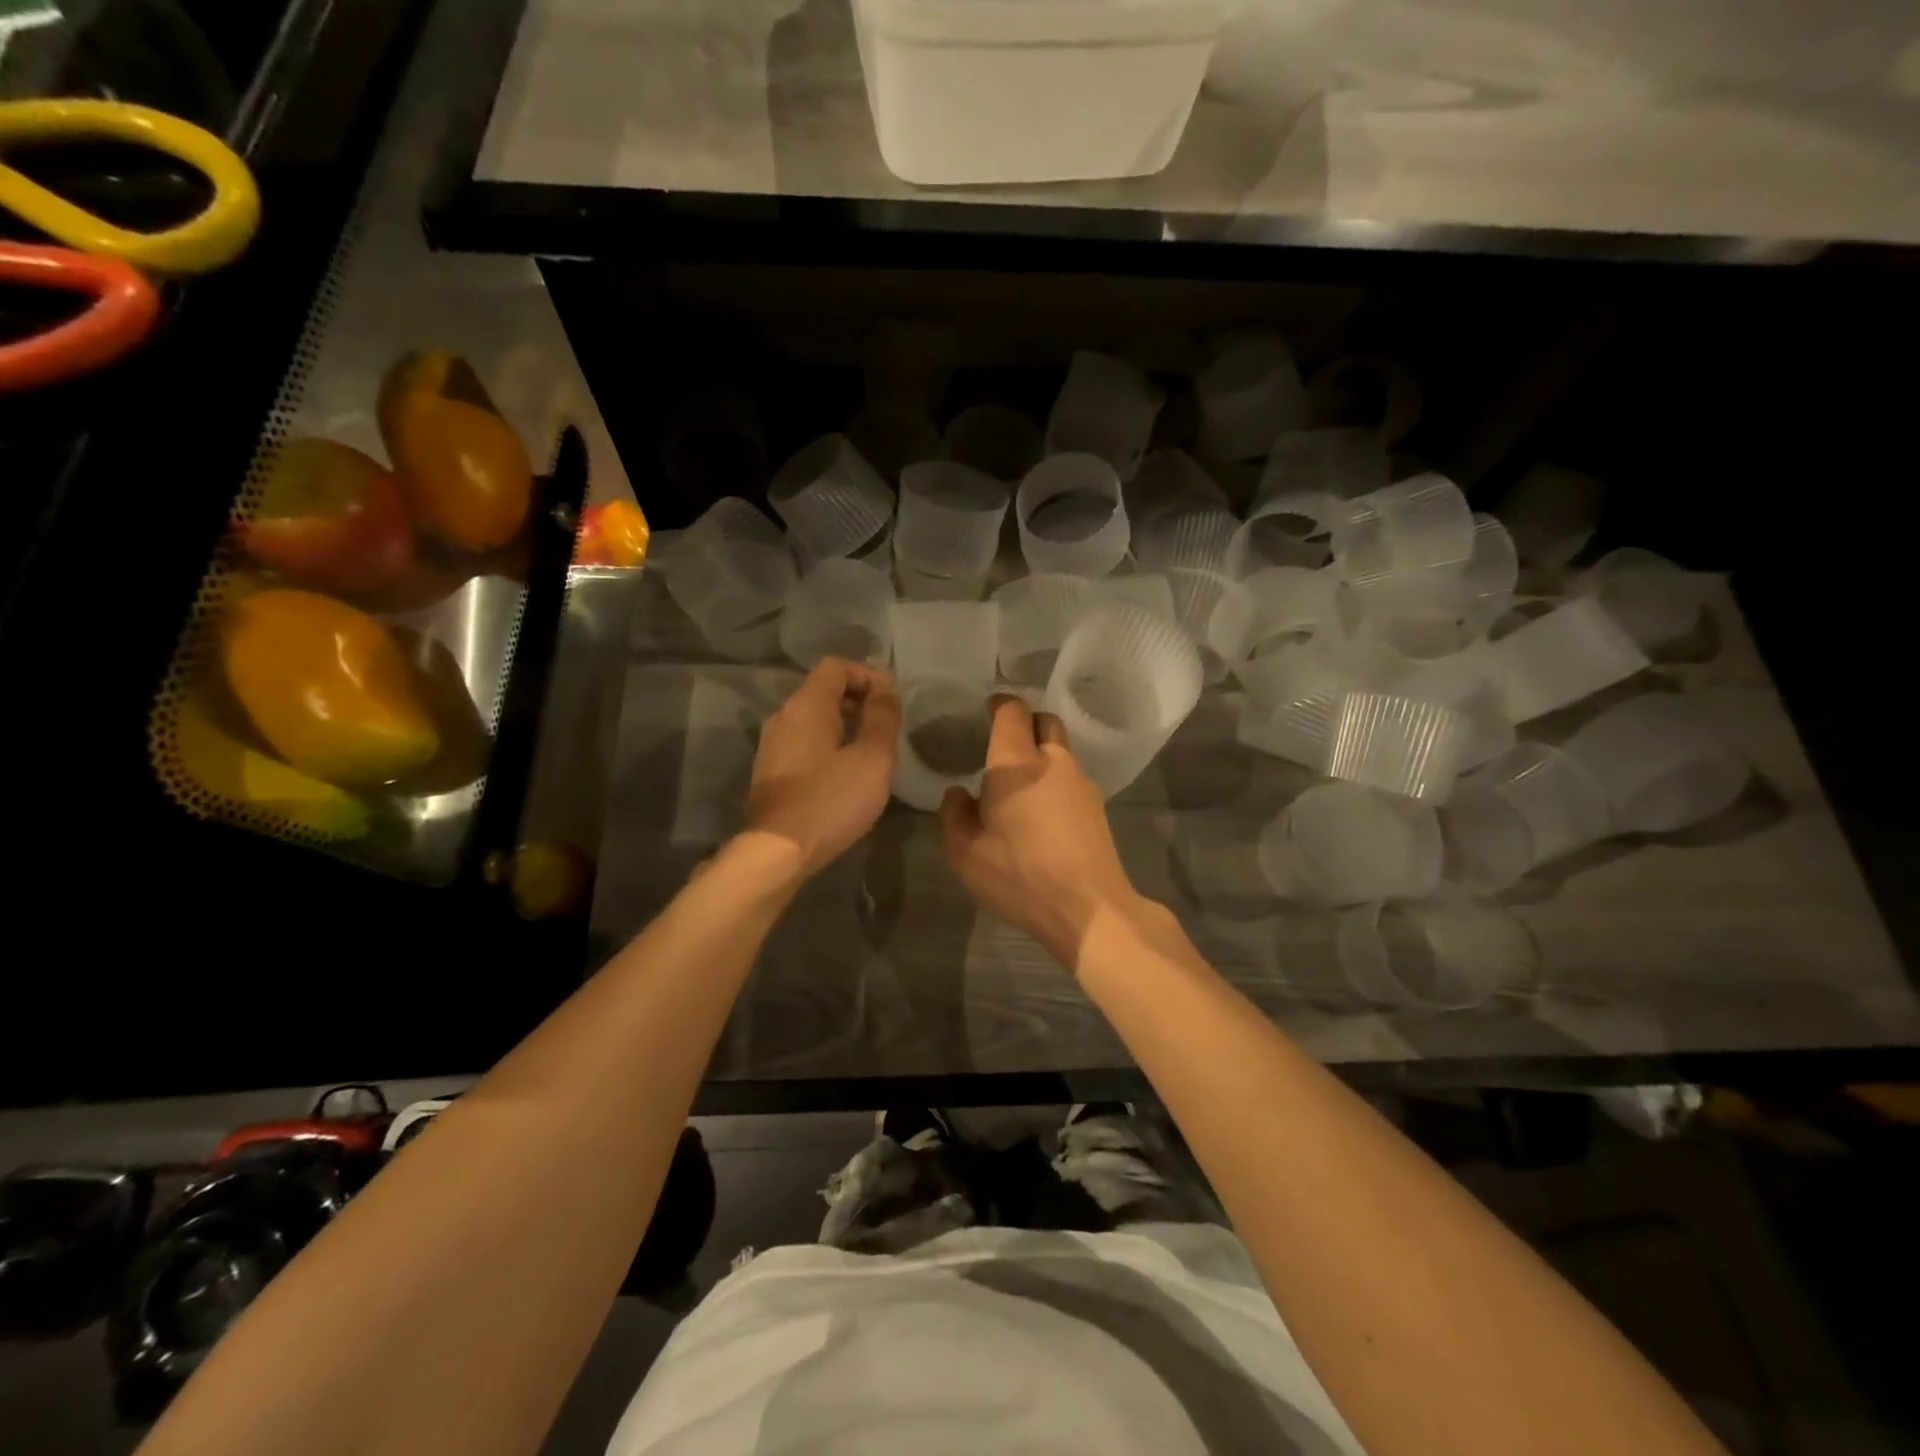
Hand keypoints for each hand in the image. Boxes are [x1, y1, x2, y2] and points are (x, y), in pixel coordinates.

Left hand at [744, 658, 900, 877]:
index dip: (868, 675)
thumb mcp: (873, 757)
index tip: (892, 701)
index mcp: (807, 704)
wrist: (778, 851)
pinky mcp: (769, 771)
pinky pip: (803, 742)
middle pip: (823, 690)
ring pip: (812, 719)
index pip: (836, 666)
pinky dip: (827, 745)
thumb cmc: (831, 799)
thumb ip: (883, 716)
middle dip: (858, 700)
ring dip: (844, 725)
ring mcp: (771, 744)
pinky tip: (844, 773)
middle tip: (886, 727)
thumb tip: (885, 688)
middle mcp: (783, 716)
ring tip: (870, 751)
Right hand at [939, 695, 1143, 966]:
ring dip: (1040, 754)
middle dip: (1024, 722)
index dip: (998, 704)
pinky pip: (1071, 778)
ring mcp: (1082, 782)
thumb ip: (954, 814)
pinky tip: (1042, 813)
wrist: (1089, 909)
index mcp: (1016, 763)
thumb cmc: (1020, 875)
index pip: (1012, 711)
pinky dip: (1054, 780)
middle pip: (1045, 720)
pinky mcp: (1097, 807)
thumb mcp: (965, 852)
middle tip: (1002, 742)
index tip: (986, 710)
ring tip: (1019, 785)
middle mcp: (1054, 761)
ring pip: (1060, 750)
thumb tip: (959, 793)